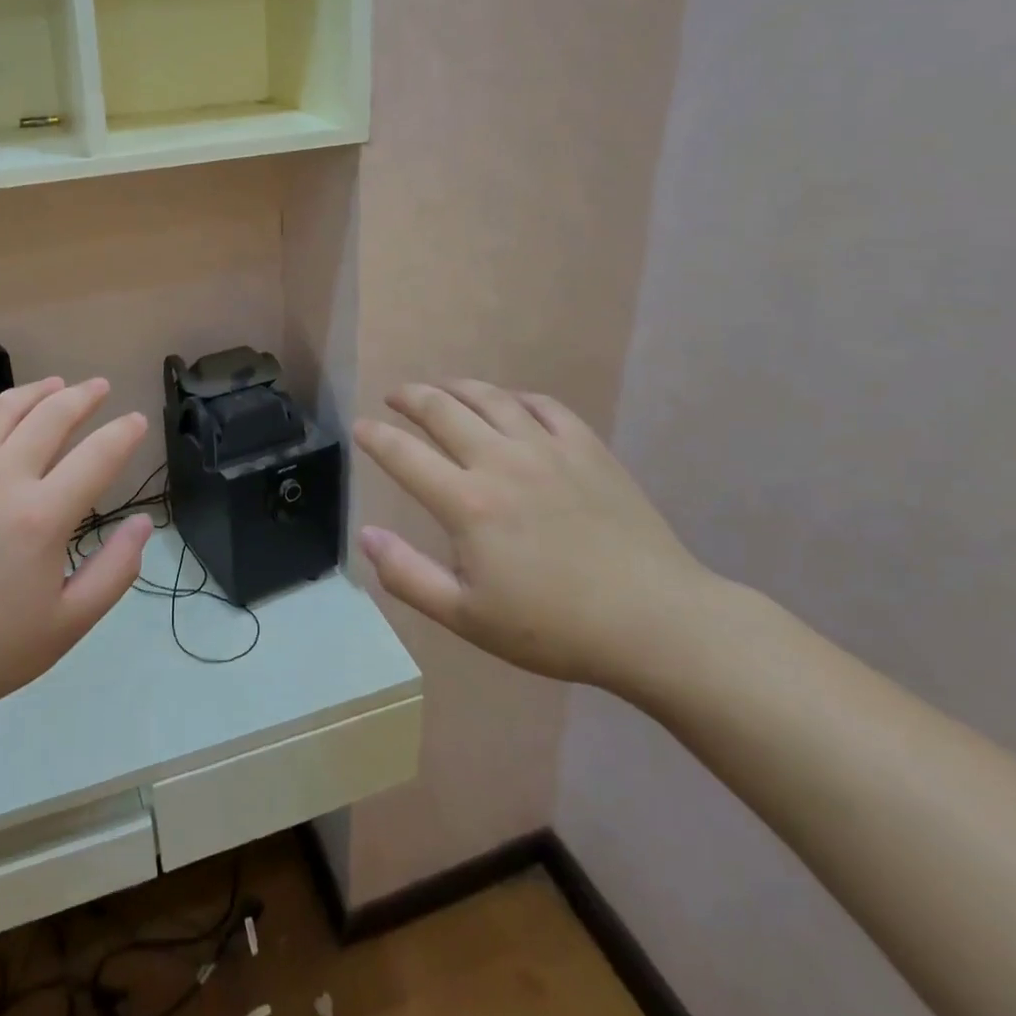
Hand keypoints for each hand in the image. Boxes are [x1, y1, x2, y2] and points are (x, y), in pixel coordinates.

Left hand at [0, 378, 149, 741]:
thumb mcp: (67, 625)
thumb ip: (115, 571)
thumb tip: (142, 524)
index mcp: (42, 516)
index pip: (98, 455)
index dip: (124, 433)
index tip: (137, 420)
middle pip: (50, 417)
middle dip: (82, 396)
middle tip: (98, 388)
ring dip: (33, 391)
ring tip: (53, 384)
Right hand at [353, 381, 718, 692]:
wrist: (655, 622)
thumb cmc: (554, 627)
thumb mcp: (468, 617)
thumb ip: (408, 575)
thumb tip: (366, 535)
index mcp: (467, 503)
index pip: (404, 455)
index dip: (375, 437)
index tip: (360, 428)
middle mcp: (501, 461)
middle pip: (443, 410)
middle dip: (410, 398)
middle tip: (395, 397)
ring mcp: (547, 448)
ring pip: (491, 398)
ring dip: (457, 387)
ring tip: (441, 388)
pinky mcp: (587, 448)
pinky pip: (543, 405)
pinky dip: (515, 397)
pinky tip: (509, 403)